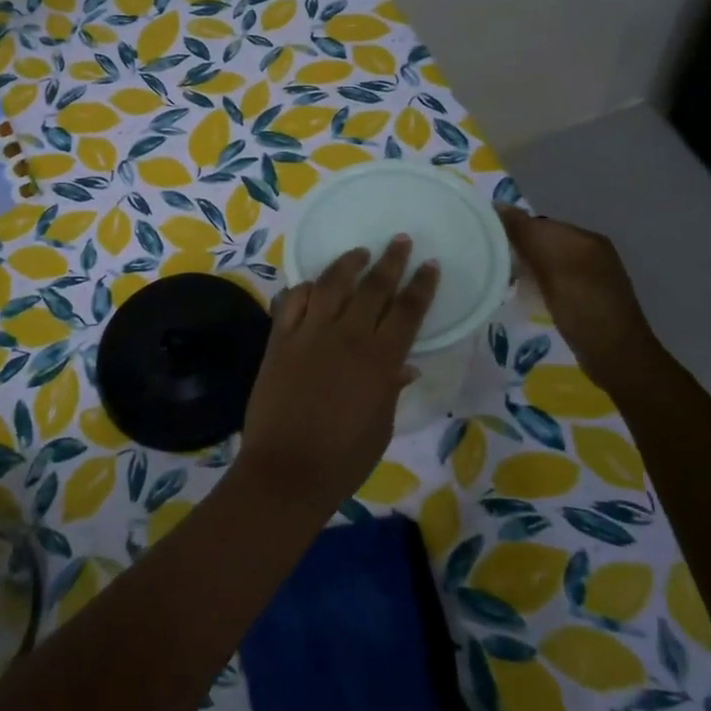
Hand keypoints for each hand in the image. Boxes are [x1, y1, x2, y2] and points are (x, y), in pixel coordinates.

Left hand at [235, 236, 439, 518]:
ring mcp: (309, 334)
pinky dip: (304, 287)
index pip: (408, 310)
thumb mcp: (381, 426)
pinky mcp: (279, 340)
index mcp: (380, 360)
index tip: (430, 264)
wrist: (287, 470)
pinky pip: (292, 301)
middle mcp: (347, 336)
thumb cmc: (344, 457)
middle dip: (391, 261)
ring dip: (348, 263)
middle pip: (373, 287)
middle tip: (400, 241)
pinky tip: (311, 283)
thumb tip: (405, 364)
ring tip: (359, 252)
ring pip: (331, 284)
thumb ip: (391, 387)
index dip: (421, 285)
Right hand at [497, 206, 661, 389]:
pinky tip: (522, 295)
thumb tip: (498, 205)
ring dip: (524, 267)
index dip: (510, 229)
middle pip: (541, 241)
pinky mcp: (584, 297)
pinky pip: (551, 279)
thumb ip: (527, 235)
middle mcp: (589, 251)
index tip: (482, 241)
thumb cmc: (584, 308)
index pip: (538, 223)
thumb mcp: (553, 267)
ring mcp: (589, 276)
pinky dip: (535, 282)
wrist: (617, 358)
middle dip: (516, 248)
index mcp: (585, 238)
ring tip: (498, 279)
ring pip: (545, 261)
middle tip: (486, 262)